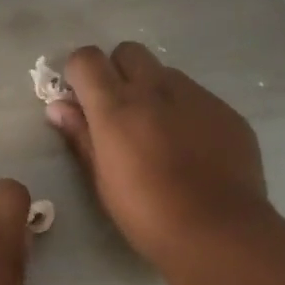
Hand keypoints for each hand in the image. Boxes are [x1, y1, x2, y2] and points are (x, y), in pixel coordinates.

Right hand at [46, 43, 274, 275]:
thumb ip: (80, 135)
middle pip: (129, 52)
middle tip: (120, 111)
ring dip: (154, 91)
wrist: (219, 232)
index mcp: (116, 106)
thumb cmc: (147, 214)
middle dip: (118, 71)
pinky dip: (186, 111)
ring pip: (165, 73)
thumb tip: (57, 107)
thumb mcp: (102, 179)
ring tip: (160, 133)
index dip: (80, 74)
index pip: (87, 58)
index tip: (82, 99)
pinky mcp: (227, 111)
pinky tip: (193, 149)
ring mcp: (196, 96)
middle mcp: (155, 89)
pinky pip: (198, 97)